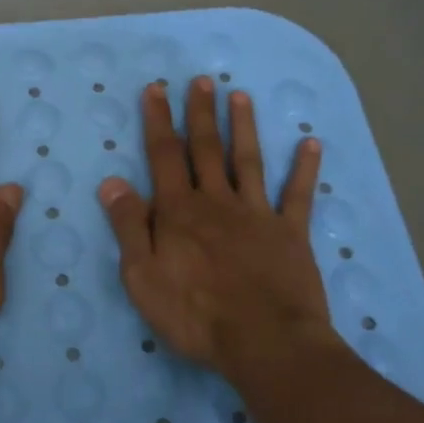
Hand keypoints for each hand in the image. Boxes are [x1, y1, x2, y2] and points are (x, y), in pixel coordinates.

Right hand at [98, 76, 342, 377]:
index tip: (156, 89)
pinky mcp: (291, 234)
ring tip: (240, 95)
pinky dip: (305, 168)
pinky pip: (298, 195)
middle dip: (200, 112)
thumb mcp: (142, 276)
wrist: (265, 342)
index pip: (164, 155)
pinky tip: (311, 143)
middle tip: (201, 79)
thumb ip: (128, 226)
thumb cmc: (194, 314)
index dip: (158, 120)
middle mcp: (216, 202)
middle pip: (205, 149)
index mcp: (178, 211)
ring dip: (242, 126)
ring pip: (247, 161)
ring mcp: (257, 214)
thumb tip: (113, 181)